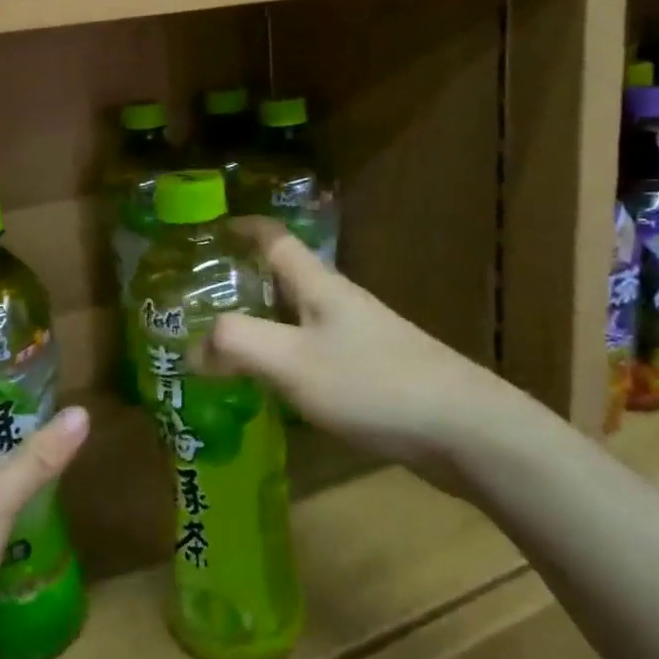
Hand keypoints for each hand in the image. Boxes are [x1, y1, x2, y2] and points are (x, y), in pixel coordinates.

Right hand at [194, 219, 533, 491]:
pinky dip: (283, 356)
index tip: (208, 230)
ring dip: (261, 322)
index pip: (275, 239)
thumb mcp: (292, 361)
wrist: (466, 431)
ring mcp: (359, 338)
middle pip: (284, 278)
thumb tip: (193, 346)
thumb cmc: (372, 383)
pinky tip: (270, 386)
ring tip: (222, 344)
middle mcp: (338, 303)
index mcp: (319, 286)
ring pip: (297, 317)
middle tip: (198, 300)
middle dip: (242, 281)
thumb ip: (237, 345)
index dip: (242, 227)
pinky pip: (313, 351)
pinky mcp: (372, 372)